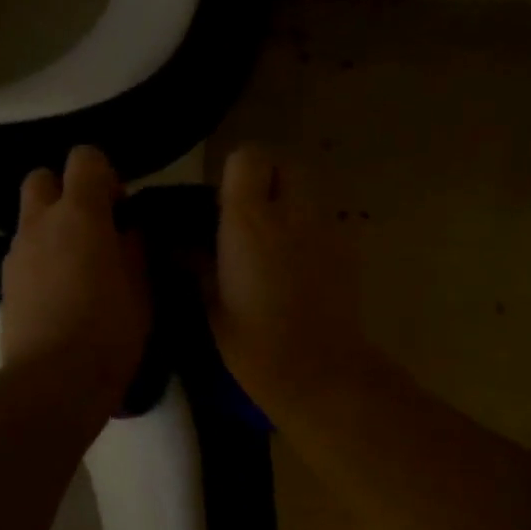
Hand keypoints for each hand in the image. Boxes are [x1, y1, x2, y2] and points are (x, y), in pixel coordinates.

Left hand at [1, 146, 150, 403]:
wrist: (56, 381)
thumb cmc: (111, 330)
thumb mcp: (142, 286)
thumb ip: (136, 246)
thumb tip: (130, 227)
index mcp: (80, 214)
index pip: (85, 158)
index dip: (106, 175)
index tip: (122, 210)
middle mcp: (40, 222)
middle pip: (43, 178)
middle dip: (68, 192)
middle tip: (96, 229)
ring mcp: (17, 253)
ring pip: (31, 218)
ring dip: (54, 228)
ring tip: (81, 267)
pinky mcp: (5, 284)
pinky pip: (25, 253)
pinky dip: (43, 258)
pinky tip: (62, 293)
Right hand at [211, 144, 377, 419]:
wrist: (319, 372)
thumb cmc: (255, 345)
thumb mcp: (212, 305)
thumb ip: (196, 263)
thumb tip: (179, 244)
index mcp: (251, 221)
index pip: (248, 157)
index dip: (235, 173)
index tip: (222, 203)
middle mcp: (293, 212)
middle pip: (287, 161)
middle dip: (268, 177)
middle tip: (251, 214)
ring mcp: (328, 227)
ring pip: (311, 187)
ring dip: (291, 200)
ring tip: (275, 239)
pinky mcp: (350, 247)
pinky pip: (327, 218)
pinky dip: (311, 227)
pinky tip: (299, 262)